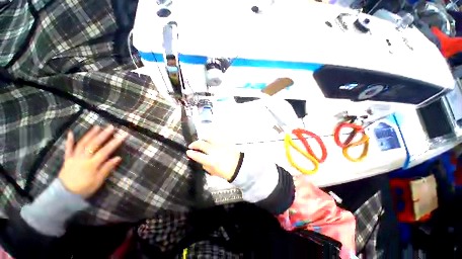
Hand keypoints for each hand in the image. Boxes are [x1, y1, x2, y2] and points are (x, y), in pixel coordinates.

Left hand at [58, 125, 126, 196]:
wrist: (64, 195)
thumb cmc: (84, 189)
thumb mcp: (98, 181)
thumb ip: (107, 168)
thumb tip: (118, 158)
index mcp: (92, 164)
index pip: (105, 151)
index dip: (114, 143)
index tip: (122, 136)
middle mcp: (83, 159)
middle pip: (93, 144)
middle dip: (103, 135)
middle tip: (110, 127)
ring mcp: (74, 158)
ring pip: (82, 144)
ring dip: (90, 135)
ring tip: (97, 127)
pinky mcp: (67, 160)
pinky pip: (68, 149)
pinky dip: (69, 141)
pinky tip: (71, 133)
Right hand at [186, 140, 240, 180]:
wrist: (239, 166)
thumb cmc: (226, 172)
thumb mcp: (214, 172)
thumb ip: (205, 166)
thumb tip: (201, 161)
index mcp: (211, 161)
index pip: (198, 156)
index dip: (191, 153)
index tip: (188, 152)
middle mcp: (214, 151)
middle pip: (202, 144)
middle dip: (195, 144)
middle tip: (191, 145)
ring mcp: (220, 145)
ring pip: (209, 138)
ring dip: (202, 139)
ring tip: (200, 141)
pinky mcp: (224, 142)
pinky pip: (217, 137)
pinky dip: (211, 136)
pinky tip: (209, 137)